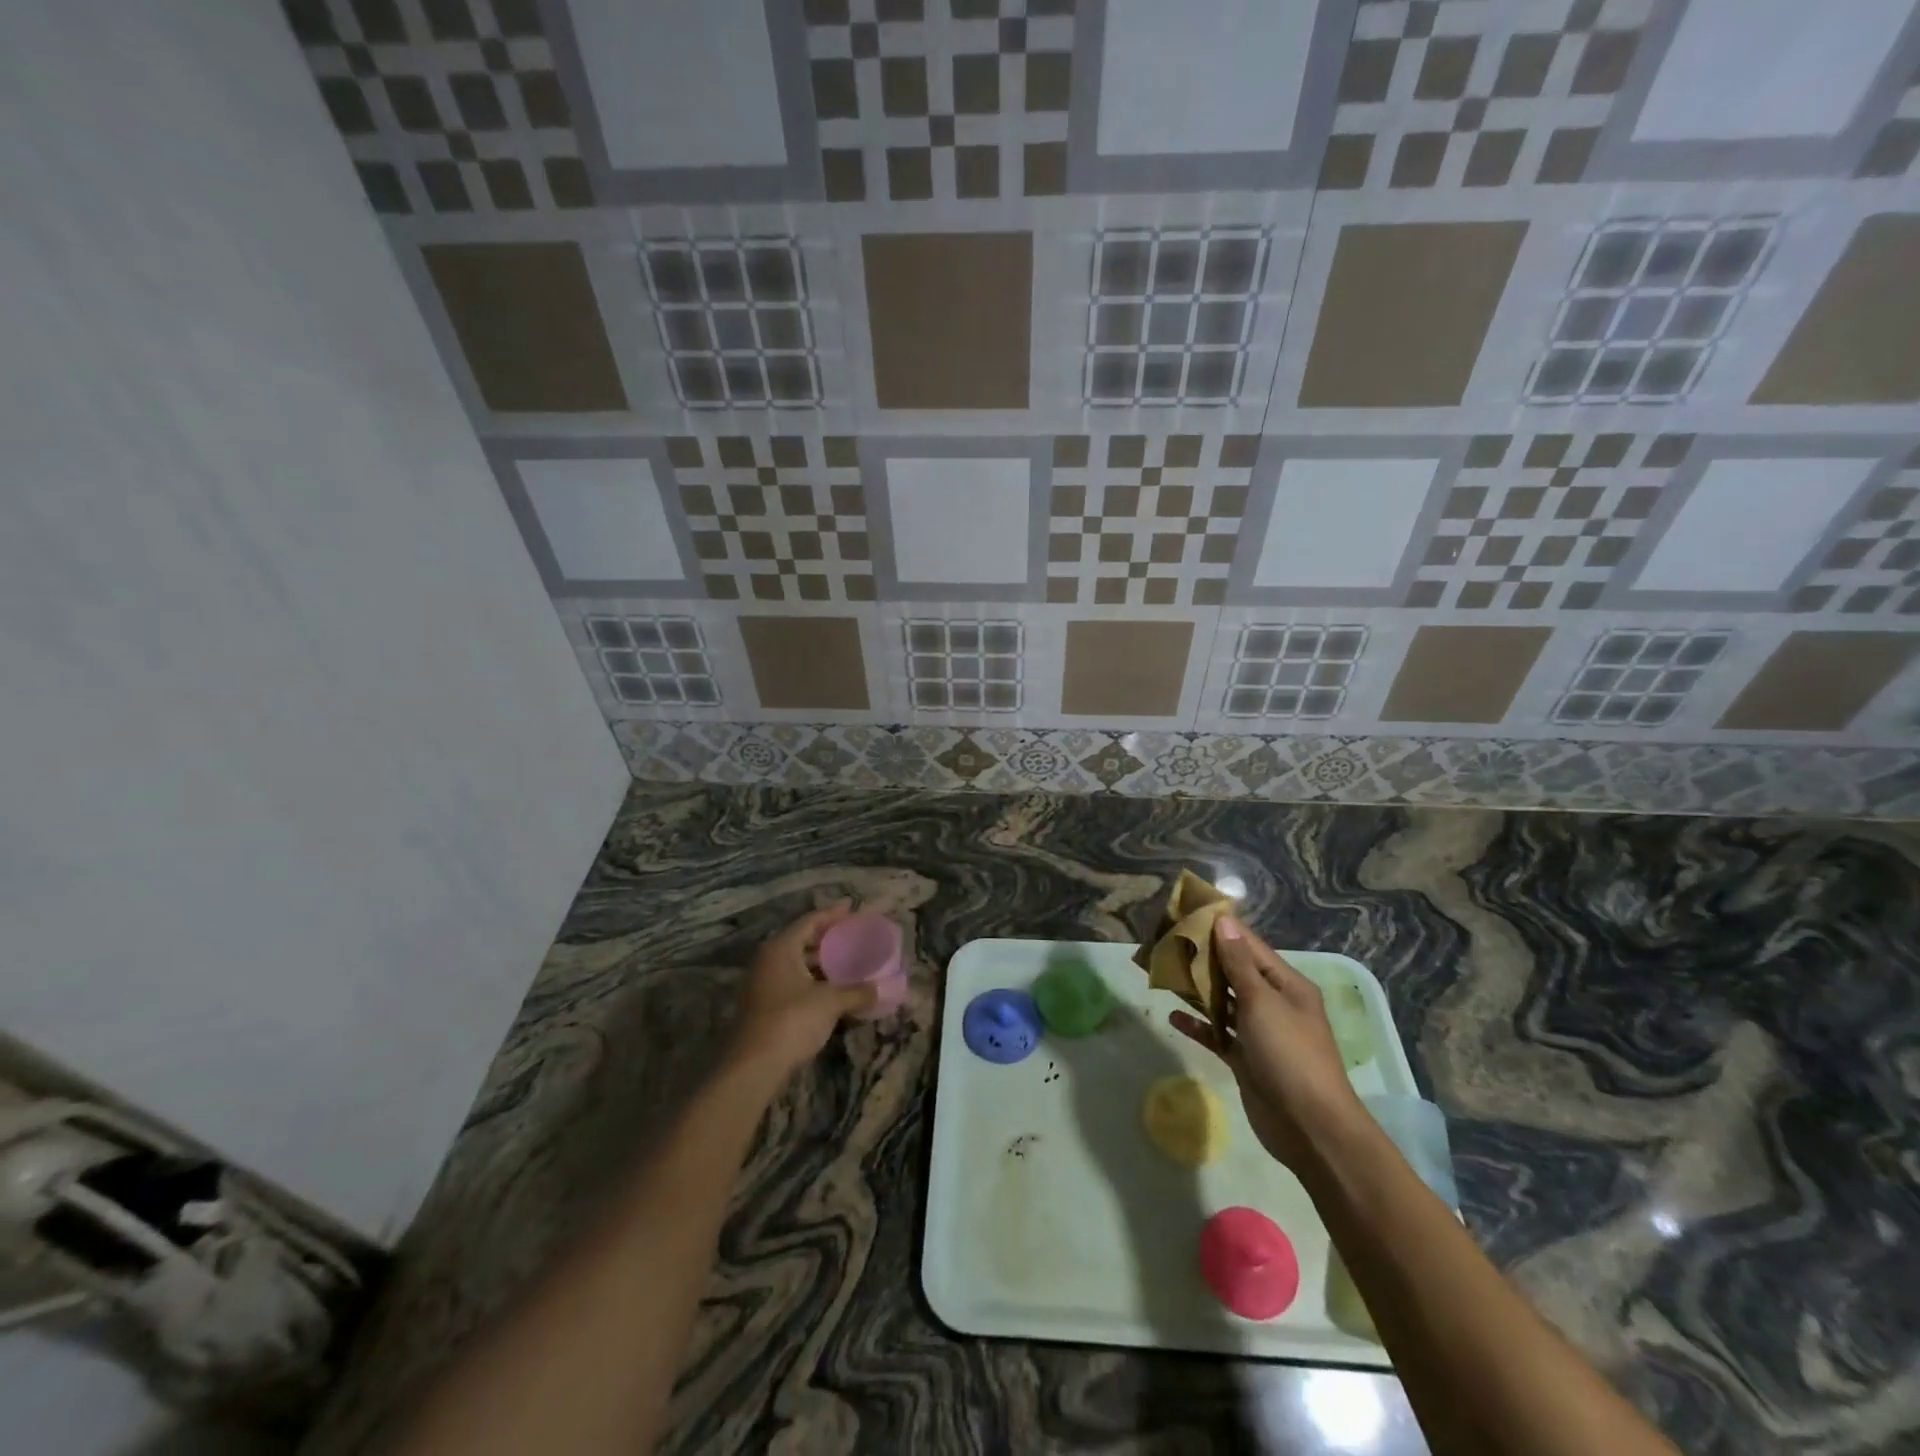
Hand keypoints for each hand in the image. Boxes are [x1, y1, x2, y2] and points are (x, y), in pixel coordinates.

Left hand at [728, 902, 876, 1081]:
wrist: (753, 1066)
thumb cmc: (792, 1021)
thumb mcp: (830, 1002)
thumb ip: (856, 991)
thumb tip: (881, 989)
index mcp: (781, 948)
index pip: (810, 921)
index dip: (833, 914)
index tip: (852, 907)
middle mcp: (768, 960)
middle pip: (802, 940)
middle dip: (828, 938)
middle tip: (853, 935)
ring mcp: (763, 983)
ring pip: (797, 963)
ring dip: (821, 962)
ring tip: (848, 961)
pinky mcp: (764, 1005)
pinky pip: (793, 982)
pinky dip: (813, 980)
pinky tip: (833, 989)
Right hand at [1170, 916, 1363, 1170]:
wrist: (1310, 1127)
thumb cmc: (1290, 1054)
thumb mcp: (1263, 1002)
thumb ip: (1239, 963)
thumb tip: (1225, 921)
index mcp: (1286, 985)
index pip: (1250, 946)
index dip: (1221, 930)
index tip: (1188, 914)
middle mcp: (1274, 1004)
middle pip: (1235, 973)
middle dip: (1205, 959)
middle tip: (1168, 942)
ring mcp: (1260, 1033)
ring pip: (1224, 1003)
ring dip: (1199, 990)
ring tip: (1165, 974)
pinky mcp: (1246, 1060)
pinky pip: (1218, 1035)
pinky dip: (1199, 1025)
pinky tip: (1174, 1016)